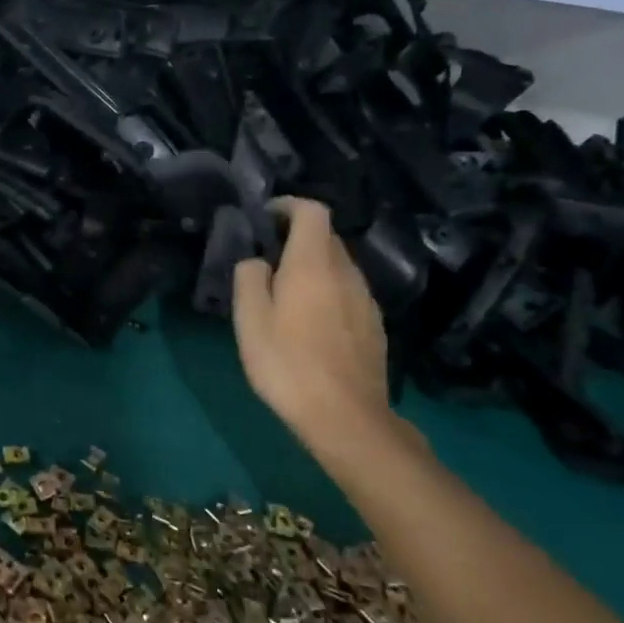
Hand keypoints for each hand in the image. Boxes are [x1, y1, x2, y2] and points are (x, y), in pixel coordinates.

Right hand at [232, 198, 395, 446]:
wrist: (346, 417)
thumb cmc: (288, 363)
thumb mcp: (249, 320)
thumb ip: (248, 278)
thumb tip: (256, 261)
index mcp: (314, 264)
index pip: (312, 211)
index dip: (287, 205)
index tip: (264, 217)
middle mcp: (346, 273)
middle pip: (326, 237)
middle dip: (296, 237)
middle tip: (266, 259)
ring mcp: (366, 300)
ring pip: (339, 266)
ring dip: (313, 267)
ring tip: (286, 293)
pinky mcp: (375, 326)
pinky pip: (348, 292)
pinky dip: (328, 291)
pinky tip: (311, 323)